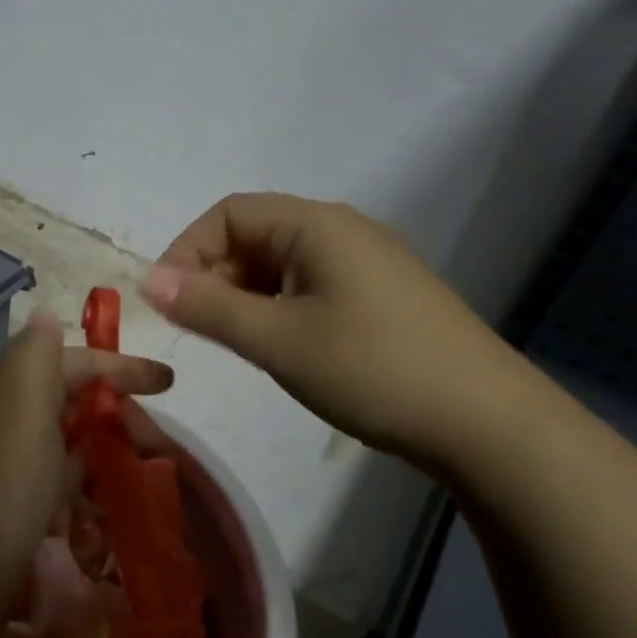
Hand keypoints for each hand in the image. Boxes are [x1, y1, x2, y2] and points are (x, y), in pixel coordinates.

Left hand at [0, 314, 172, 621]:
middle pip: (72, 406)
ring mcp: (3, 468)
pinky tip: (97, 518)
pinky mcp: (6, 511)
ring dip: (102, 459)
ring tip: (138, 484)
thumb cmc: (3, 481)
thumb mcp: (23, 402)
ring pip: (66, 449)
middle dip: (118, 419)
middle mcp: (4, 421)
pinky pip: (54, 491)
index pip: (74, 363)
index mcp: (12, 390)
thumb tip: (48, 316)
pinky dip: (80, 496)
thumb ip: (37, 353)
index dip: (121, 367)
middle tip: (159, 450)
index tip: (169, 383)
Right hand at [142, 193, 526, 465]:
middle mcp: (340, 231)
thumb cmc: (372, 369)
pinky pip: (307, 287)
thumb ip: (209, 307)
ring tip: (235, 343)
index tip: (166, 301)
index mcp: (316, 225)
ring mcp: (364, 264)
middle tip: (197, 329)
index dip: (186, 250)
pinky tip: (279, 347)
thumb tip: (149, 282)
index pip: (228, 214)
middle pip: (253, 235)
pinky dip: (276, 309)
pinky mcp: (378, 297)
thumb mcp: (277, 340)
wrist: (486, 423)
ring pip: (279, 265)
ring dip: (243, 296)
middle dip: (213, 276)